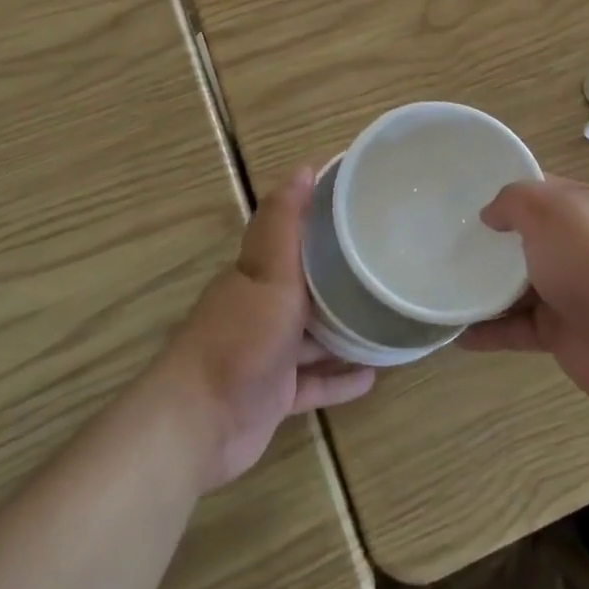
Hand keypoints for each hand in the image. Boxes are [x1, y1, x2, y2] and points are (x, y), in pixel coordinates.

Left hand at [163, 166, 374, 490]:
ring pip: (314, 336)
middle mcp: (262, 308)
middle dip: (340, 278)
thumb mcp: (268, 271)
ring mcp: (268, 354)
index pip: (293, 237)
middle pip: (307, 287)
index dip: (323, 221)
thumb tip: (304, 166)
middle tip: (387, 267)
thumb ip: (284, 222)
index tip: (363, 210)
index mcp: (259, 274)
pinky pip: (314, 383)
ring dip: (345, 330)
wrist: (201, 422)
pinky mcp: (275, 396)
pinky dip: (339, 378)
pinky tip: (373, 375)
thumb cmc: (241, 337)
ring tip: (387, 319)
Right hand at [460, 176, 588, 409]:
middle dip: (490, 241)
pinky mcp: (561, 332)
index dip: (506, 191)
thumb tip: (490, 215)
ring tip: (443, 285)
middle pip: (526, 239)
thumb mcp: (549, 209)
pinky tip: (457, 333)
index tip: (465, 196)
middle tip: (445, 241)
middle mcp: (579, 247)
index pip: (541, 190)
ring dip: (484, 288)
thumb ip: (513, 201)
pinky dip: (489, 331)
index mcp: (584, 209)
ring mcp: (570, 291)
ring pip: (517, 286)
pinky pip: (516, 328)